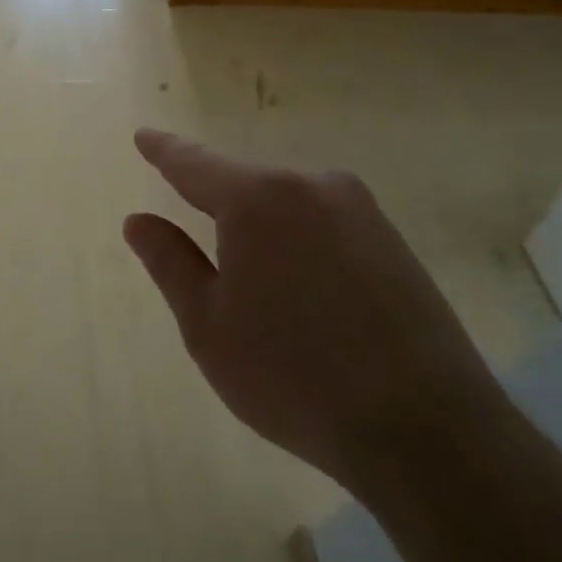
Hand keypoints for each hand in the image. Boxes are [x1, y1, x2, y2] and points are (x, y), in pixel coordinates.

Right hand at [123, 130, 506, 503]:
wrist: (423, 426)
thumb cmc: (290, 374)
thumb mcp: (208, 324)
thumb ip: (170, 262)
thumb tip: (139, 220)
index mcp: (258, 199)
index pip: (195, 164)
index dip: (164, 151)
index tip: (143, 135)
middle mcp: (312, 186)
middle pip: (244, 181)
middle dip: (213, 198)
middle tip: (186, 229)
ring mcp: (360, 210)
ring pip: (286, 202)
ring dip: (257, 223)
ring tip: (243, 272)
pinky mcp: (391, 240)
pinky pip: (321, 222)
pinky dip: (294, 238)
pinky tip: (295, 283)